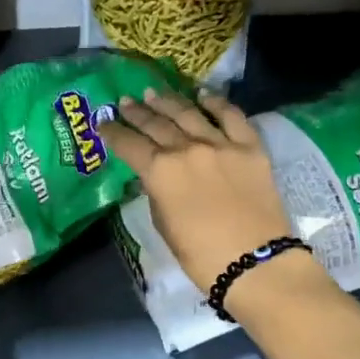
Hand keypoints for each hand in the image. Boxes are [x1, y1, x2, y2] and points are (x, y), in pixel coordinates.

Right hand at [99, 88, 303, 306]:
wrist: (256, 265)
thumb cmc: (201, 256)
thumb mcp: (164, 225)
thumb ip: (157, 193)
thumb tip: (156, 176)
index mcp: (160, 171)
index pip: (128, 144)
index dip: (113, 132)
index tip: (103, 123)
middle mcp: (187, 149)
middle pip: (156, 123)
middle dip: (137, 112)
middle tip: (125, 101)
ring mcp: (221, 144)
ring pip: (188, 113)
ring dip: (168, 101)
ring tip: (154, 93)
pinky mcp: (250, 147)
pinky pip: (232, 116)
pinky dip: (216, 103)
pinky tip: (203, 95)